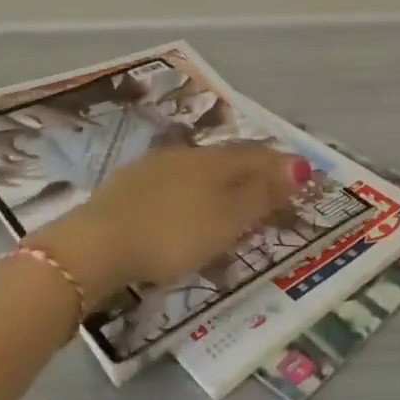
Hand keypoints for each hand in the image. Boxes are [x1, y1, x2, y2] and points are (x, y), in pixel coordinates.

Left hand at [29, 143, 309, 305]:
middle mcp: (186, 155)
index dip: (281, 166)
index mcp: (213, 161)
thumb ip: (262, 194)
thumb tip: (300, 163)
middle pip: (228, 161)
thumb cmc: (171, 233)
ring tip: (230, 206)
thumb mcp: (226, 219)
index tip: (303, 176)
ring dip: (220, 187)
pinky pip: (173, 188)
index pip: (256, 156)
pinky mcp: (128, 188)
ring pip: (198, 173)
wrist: (96, 244)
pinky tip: (183, 211)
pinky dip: (190, 199)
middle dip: (252, 175)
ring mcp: (153, 168)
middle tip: (270, 193)